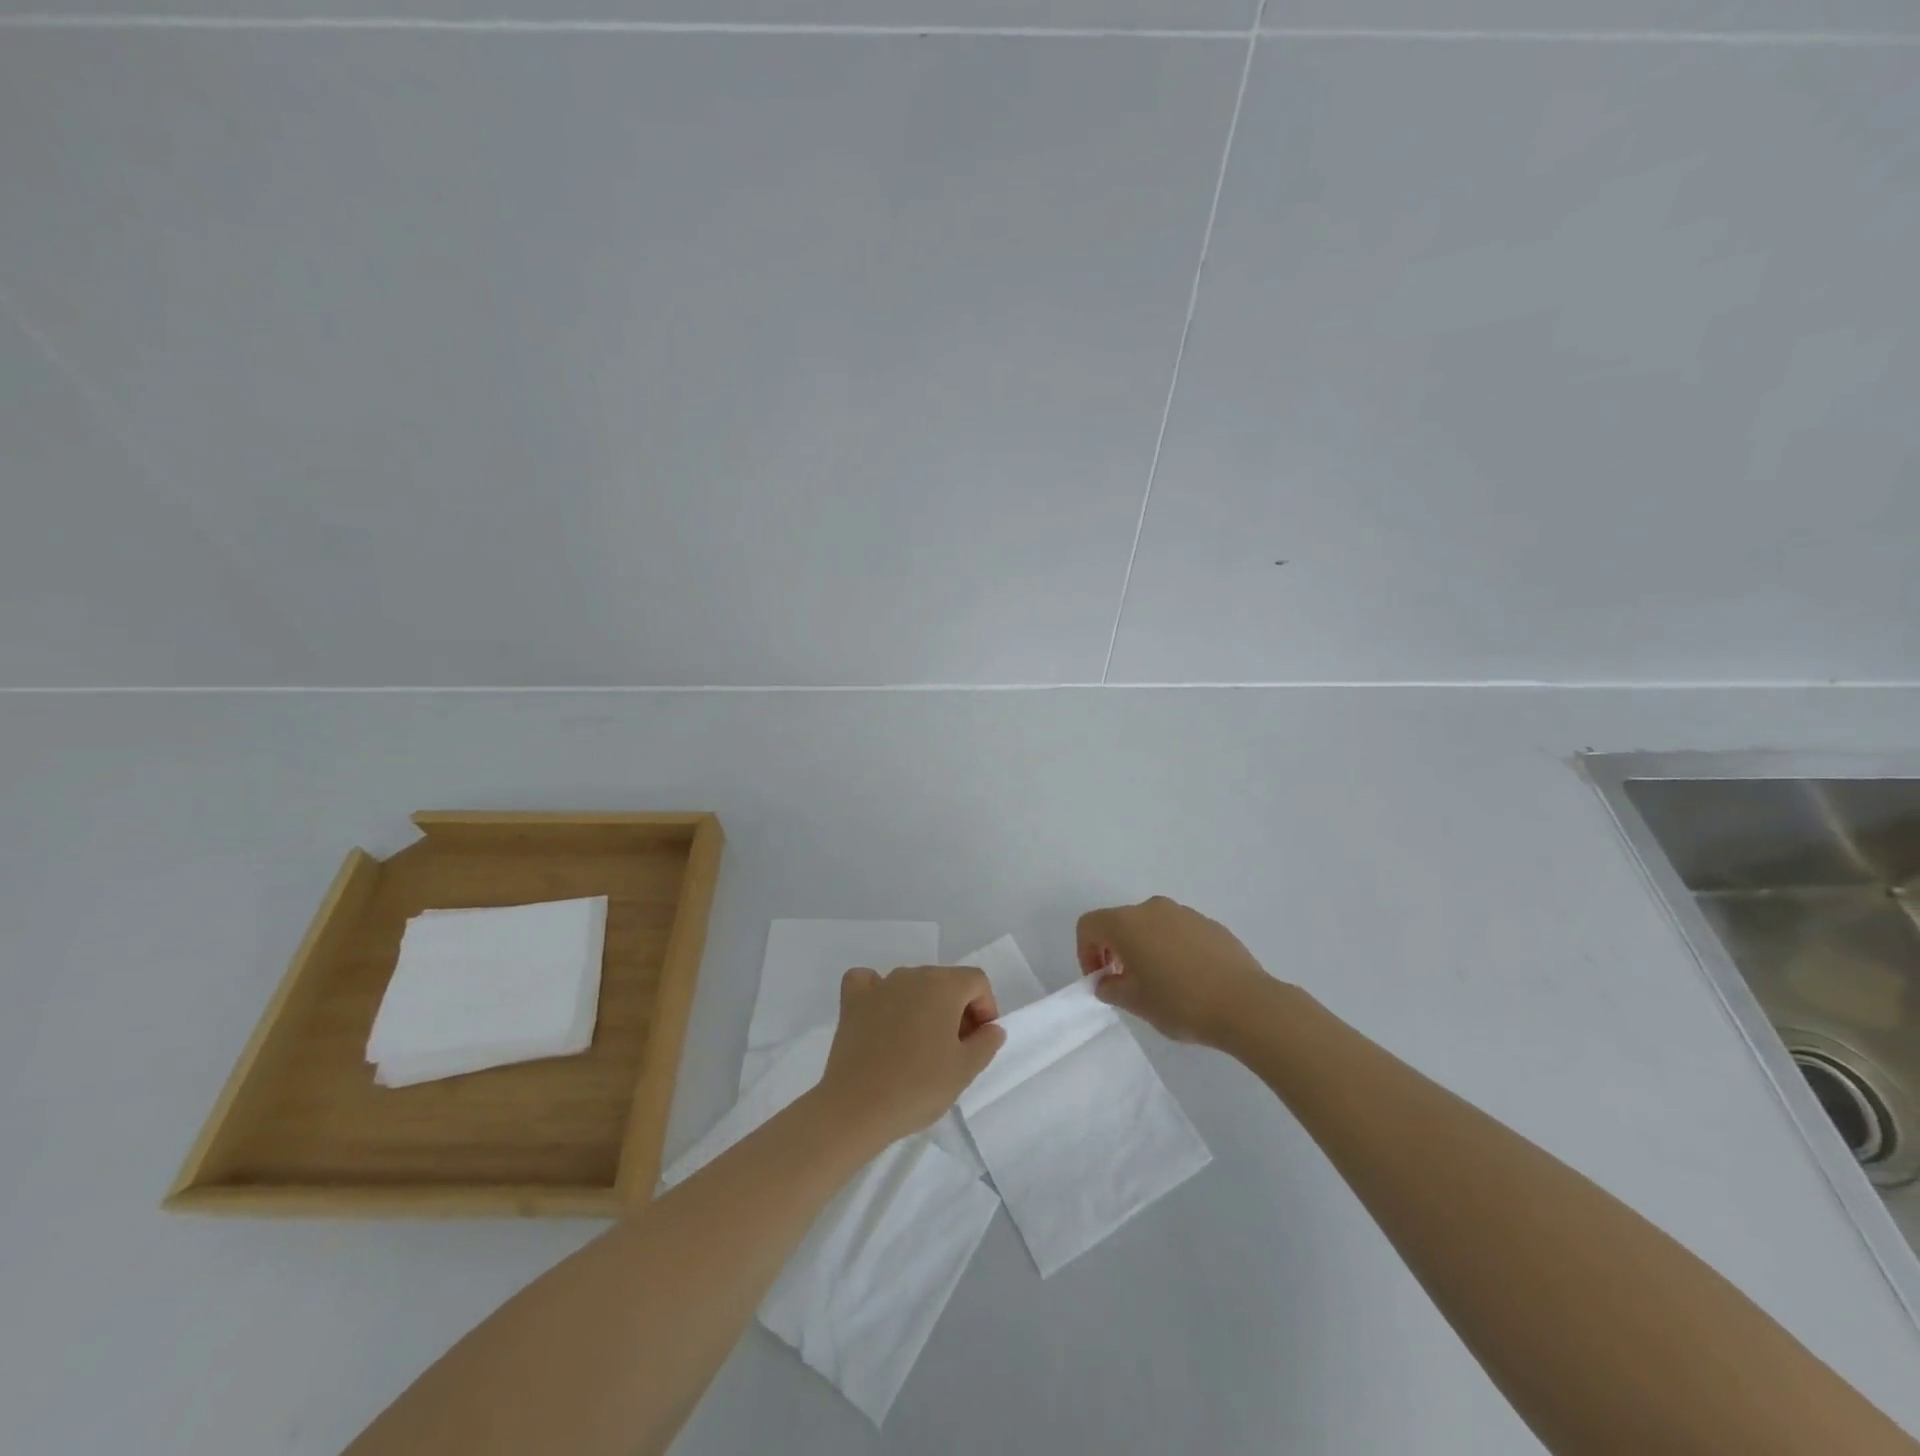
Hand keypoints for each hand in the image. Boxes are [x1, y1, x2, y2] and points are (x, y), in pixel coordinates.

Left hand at [815, 965, 1005, 1149]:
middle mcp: (911, 975)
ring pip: (912, 984)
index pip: (977, 982)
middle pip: (945, 981)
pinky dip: (880, 994)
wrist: (857, 1107)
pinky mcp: (852, 1001)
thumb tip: (991, 1027)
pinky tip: (882, 1016)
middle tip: (954, 1049)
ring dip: (923, 1006)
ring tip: (920, 1045)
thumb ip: (986, 1043)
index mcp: (943, 985)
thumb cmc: (918, 1086)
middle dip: (957, 1009)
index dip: (985, 1009)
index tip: (978, 1041)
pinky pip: (869, 983)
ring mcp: (879, 985)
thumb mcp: (965, 1070)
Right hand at [1077, 896, 1277, 1047]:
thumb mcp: (1136, 1003)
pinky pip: (1177, 931)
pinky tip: (1187, 978)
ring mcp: (1184, 913)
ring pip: (1150, 925)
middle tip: (1124, 982)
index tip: (1100, 980)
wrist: (1246, 1004)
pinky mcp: (1209, 924)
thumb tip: (1107, 981)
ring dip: (1144, 948)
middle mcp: (1152, 908)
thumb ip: (1111, 988)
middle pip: (1120, 922)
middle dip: (1114, 949)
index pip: (1089, 925)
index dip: (1085, 952)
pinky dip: (1171, 948)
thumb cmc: (1181, 1003)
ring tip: (1159, 982)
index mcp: (1127, 923)